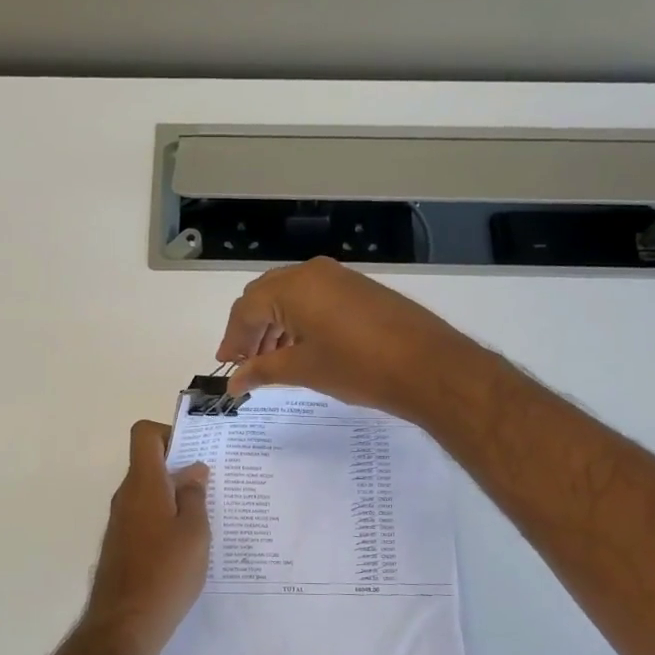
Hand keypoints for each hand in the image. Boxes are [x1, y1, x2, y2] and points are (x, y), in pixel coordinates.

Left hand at [83, 421, 210, 654]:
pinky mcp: (122, 546)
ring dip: (175, 497)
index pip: (145, 434)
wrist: (124, 626)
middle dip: (180, 468)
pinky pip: (145, 517)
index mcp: (143, 484)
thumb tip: (193, 470)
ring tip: (209, 517)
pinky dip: (165, 520)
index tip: (196, 452)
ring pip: (149, 493)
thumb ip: (194, 496)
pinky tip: (189, 545)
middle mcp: (126, 497)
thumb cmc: (166, 573)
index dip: (169, 433)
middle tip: (214, 485)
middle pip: (149, 464)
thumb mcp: (194, 532)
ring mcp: (121, 522)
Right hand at [215, 257, 487, 422]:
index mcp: (293, 287)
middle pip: (265, 296)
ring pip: (290, 296)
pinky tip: (301, 347)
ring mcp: (339, 277)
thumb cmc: (357, 368)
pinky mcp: (359, 289)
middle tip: (245, 361)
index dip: (232, 339)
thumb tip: (234, 382)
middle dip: (251, 329)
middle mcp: (312, 273)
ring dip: (274, 325)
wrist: (428, 367)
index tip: (226, 366)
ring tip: (272, 359)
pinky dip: (299, 320)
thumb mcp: (304, 370)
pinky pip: (315, 298)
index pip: (246, 309)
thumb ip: (263, 370)